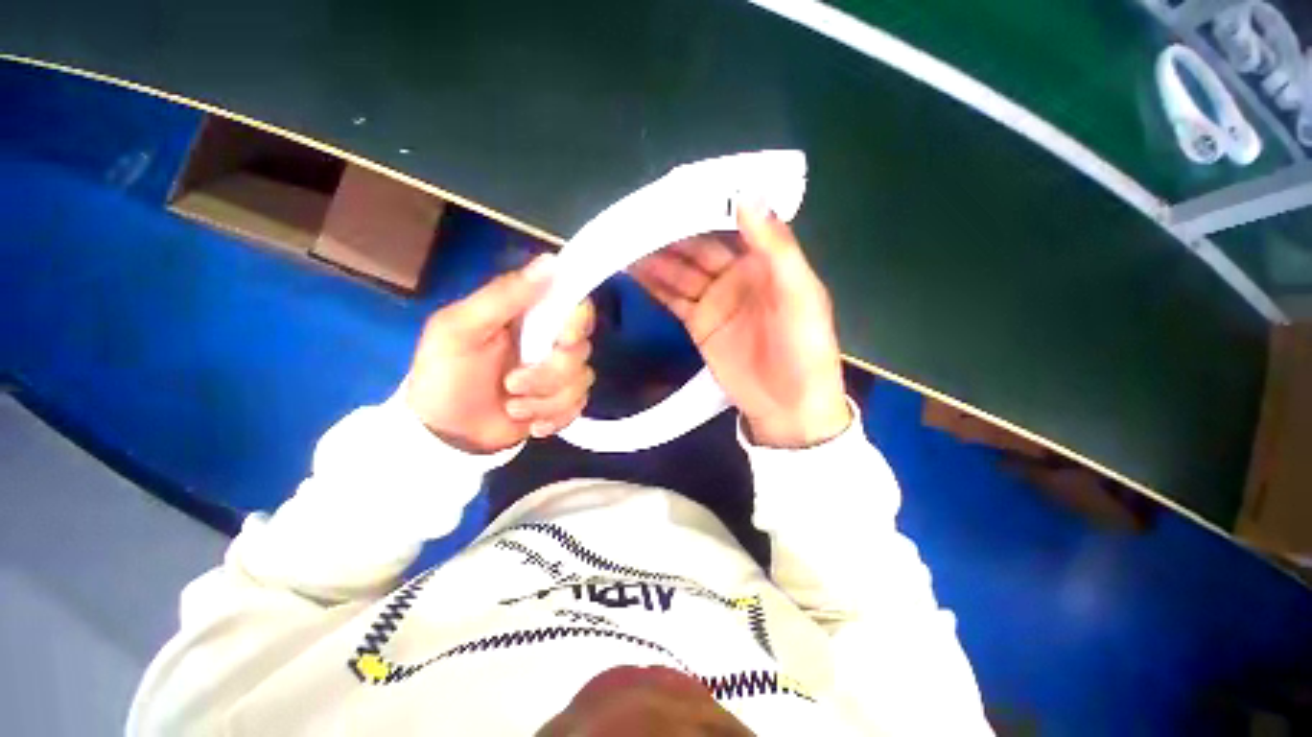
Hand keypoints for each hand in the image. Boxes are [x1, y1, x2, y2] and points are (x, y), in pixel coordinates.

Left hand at [405, 254, 595, 453]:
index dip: (577, 322)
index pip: (576, 306)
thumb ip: (503, 295)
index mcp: (530, 317)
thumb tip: (551, 262)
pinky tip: (530, 423)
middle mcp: (551, 342)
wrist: (445, 433)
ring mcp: (559, 375)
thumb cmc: (446, 374)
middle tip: (512, 383)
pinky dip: (553, 418)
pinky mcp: (562, 403)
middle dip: (549, 374)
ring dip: (544, 400)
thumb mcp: (460, 328)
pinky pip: (578, 407)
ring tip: (512, 407)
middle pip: (581, 350)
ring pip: (581, 382)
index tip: (561, 340)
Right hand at [630, 203, 850, 447]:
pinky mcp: (698, 323)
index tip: (675, 192)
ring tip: (623, 239)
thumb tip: (747, 195)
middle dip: (669, 233)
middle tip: (635, 217)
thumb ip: (775, 247)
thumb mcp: (800, 294)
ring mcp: (715, 300)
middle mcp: (737, 274)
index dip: (704, 207)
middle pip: (697, 247)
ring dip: (654, 258)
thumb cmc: (804, 348)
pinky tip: (632, 270)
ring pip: (680, 271)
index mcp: (766, 260)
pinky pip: (673, 298)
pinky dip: (653, 285)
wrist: (788, 405)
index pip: (730, 224)